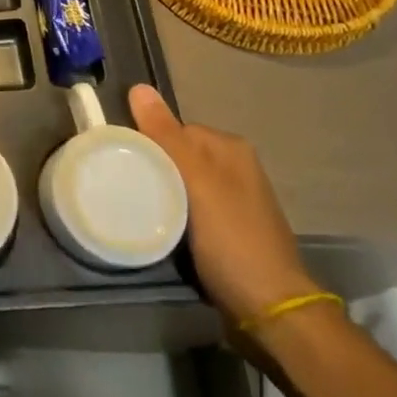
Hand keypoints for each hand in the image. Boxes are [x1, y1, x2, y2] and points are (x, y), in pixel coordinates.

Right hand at [129, 85, 318, 325]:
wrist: (270, 310)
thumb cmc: (233, 238)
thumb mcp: (197, 182)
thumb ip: (166, 136)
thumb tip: (138, 86)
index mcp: (230, 148)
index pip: (173, 128)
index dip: (147, 143)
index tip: (125, 164)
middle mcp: (235, 167)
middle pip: (176, 155)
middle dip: (153, 169)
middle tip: (130, 189)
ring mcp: (233, 200)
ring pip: (180, 182)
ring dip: (161, 194)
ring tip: (140, 209)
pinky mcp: (228, 229)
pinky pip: (188, 207)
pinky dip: (173, 214)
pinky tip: (161, 227)